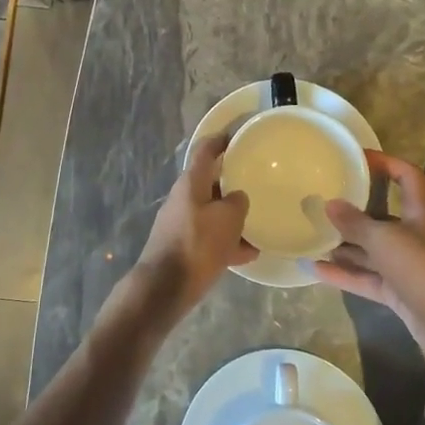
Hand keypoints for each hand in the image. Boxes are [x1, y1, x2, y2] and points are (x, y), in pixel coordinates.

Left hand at [110, 132, 256, 336]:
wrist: (165, 287)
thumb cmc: (198, 244)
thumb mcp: (228, 219)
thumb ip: (238, 202)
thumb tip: (237, 199)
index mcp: (191, 183)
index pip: (206, 150)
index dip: (221, 140)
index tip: (238, 136)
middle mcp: (183, 198)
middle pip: (210, 182)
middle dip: (232, 183)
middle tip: (256, 182)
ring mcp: (181, 223)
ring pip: (212, 212)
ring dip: (232, 217)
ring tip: (259, 225)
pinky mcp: (182, 246)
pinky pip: (209, 237)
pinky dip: (227, 241)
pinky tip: (249, 254)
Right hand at [314, 150, 424, 363]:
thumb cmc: (423, 268)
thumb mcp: (385, 240)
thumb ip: (356, 223)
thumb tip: (330, 204)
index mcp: (421, 213)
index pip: (407, 176)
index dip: (386, 163)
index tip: (357, 158)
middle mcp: (416, 236)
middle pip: (384, 216)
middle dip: (355, 211)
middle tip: (324, 202)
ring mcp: (408, 267)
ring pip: (373, 250)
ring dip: (346, 245)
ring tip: (314, 236)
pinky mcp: (401, 294)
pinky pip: (368, 278)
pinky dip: (345, 275)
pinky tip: (316, 270)